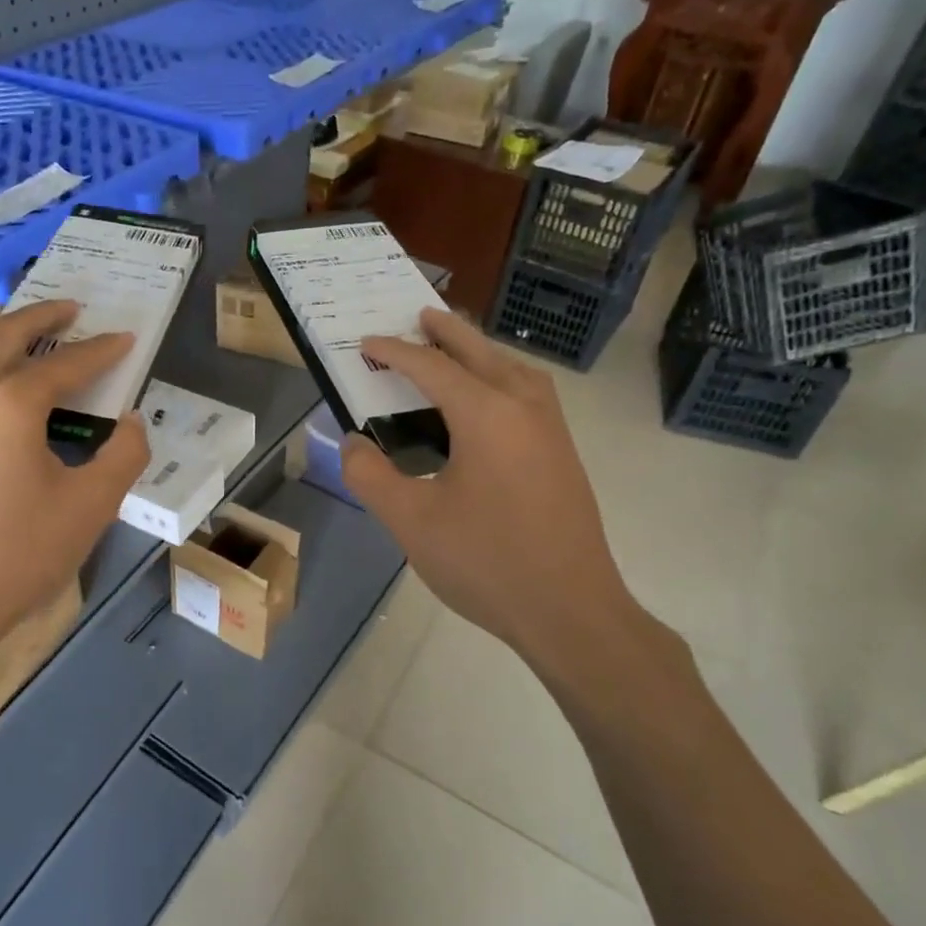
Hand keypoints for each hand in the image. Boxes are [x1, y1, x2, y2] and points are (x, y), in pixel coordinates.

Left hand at [0, 301, 148, 688]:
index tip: (124, 337)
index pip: (66, 364)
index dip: (100, 350)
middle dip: (40, 317)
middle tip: (67, 307)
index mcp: (9, 404)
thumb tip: (130, 422)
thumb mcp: (91, 508)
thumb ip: (123, 455)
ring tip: (3, 318)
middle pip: (2, 336)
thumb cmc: (17, 557)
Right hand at [339, 310, 683, 701]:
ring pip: (512, 369)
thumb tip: (354, 443)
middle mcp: (524, 407)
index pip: (431, 367)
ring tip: (453, 350)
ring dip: (479, 351)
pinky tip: (487, 403)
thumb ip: (371, 475)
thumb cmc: (486, 562)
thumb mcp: (411, 521)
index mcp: (486, 414)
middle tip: (419, 314)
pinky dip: (501, 377)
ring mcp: (551, 430)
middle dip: (447, 331)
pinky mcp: (562, 454)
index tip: (365, 344)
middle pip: (480, 352)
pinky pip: (529, 392)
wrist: (572, 611)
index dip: (394, 352)